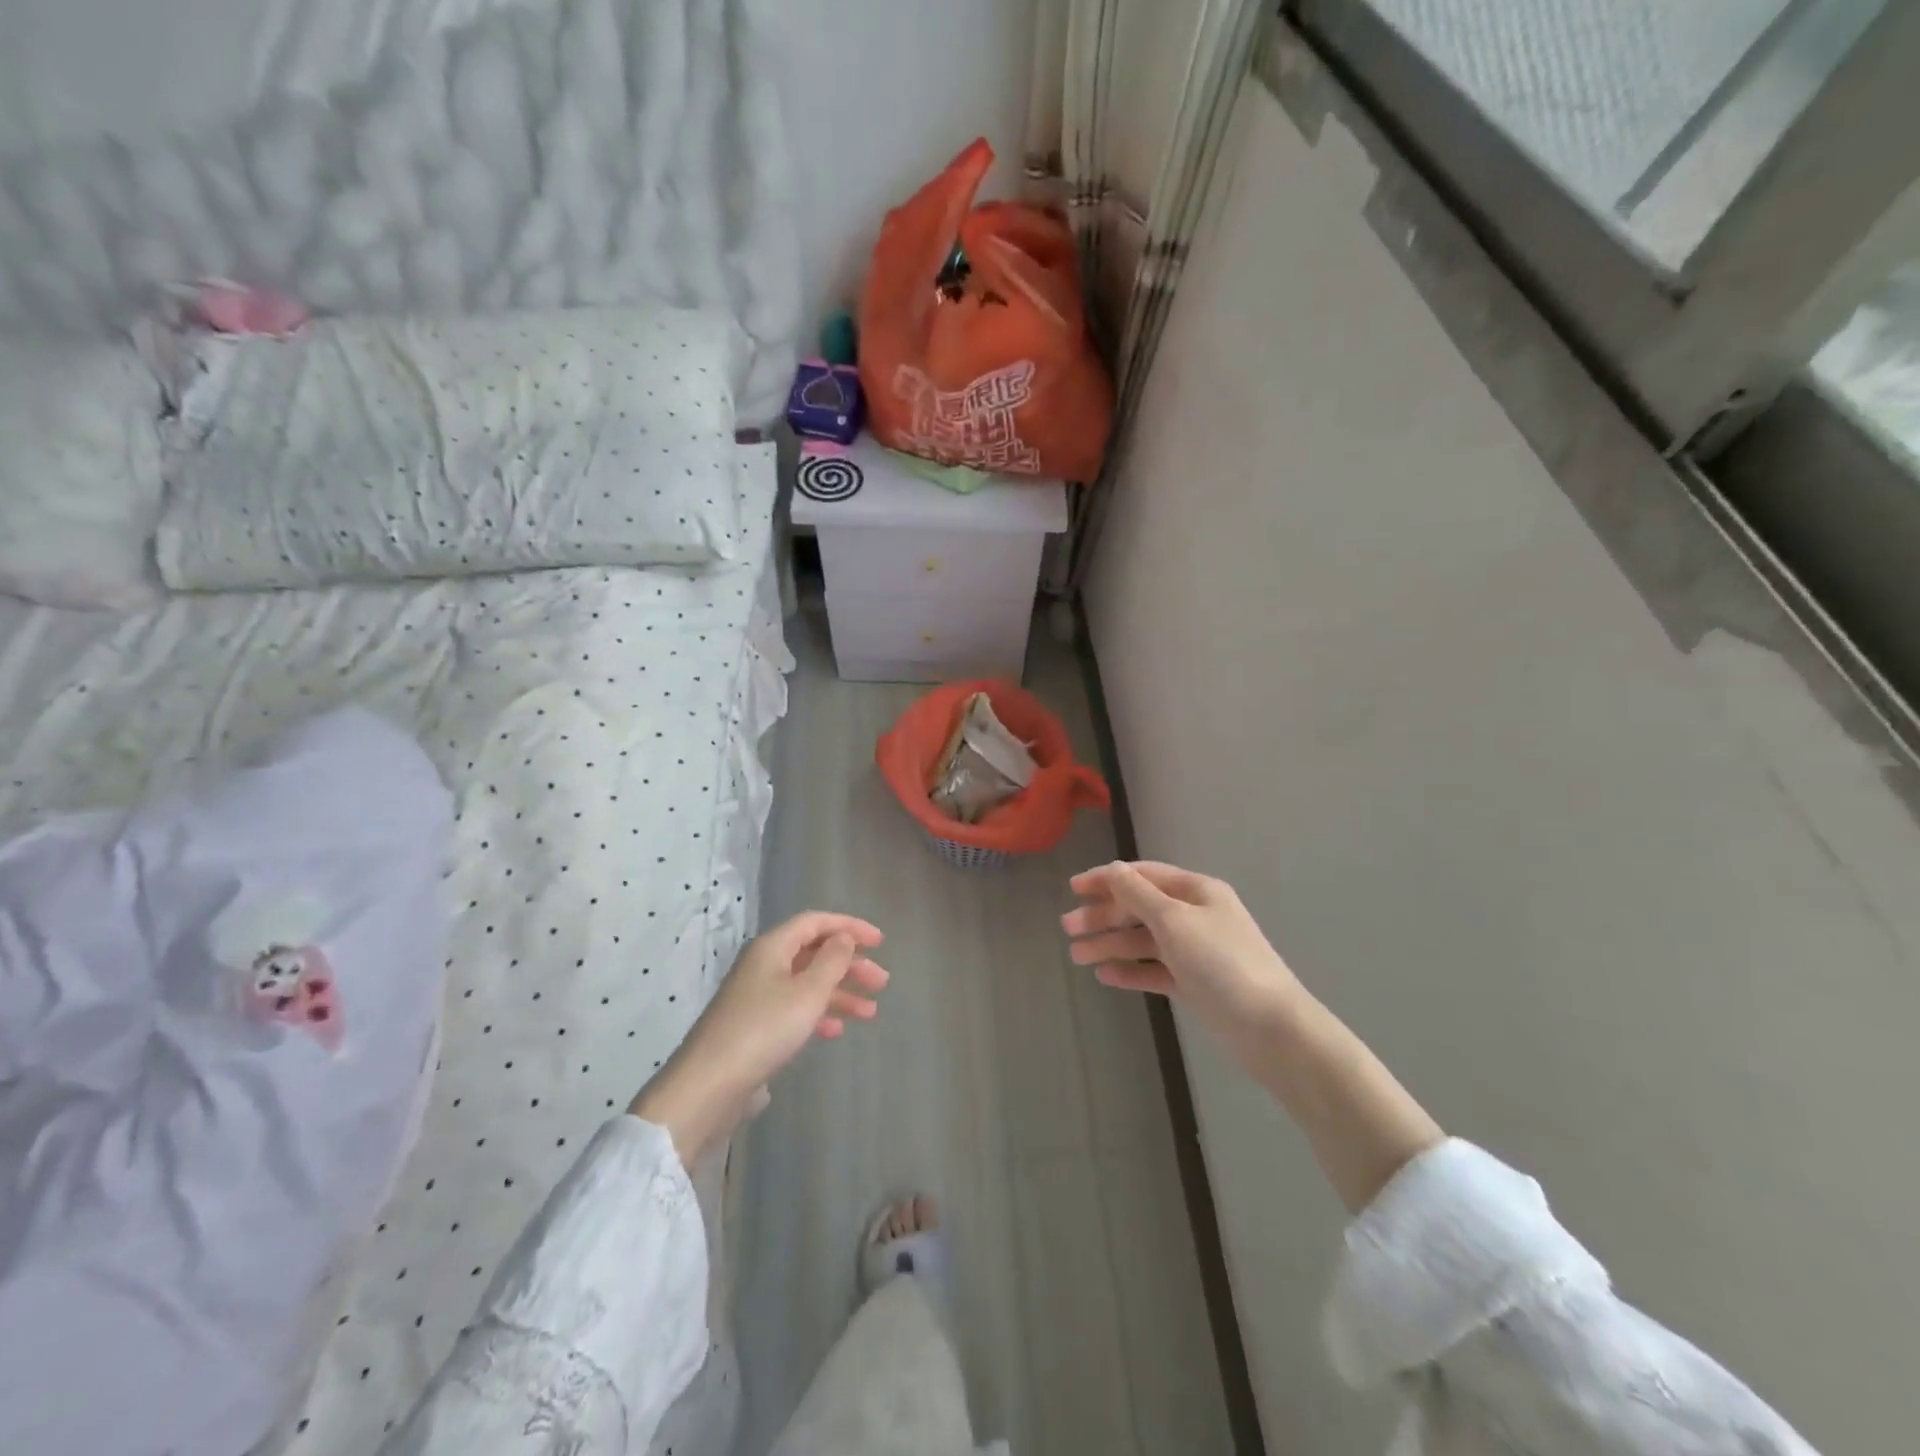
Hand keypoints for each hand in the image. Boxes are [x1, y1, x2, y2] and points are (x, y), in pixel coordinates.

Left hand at [632, 912, 888, 1164]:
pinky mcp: (754, 1026)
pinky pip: (794, 1009)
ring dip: (840, 993)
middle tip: (881, 982)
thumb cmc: (764, 1029)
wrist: (709, 1085)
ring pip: (807, 983)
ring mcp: (757, 996)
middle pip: (814, 953)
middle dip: (850, 965)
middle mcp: (764, 965)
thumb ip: (832, 960)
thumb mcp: (808, 992)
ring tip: (870, 1013)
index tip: (880, 942)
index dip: (849, 927)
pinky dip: (818, 1014)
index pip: (816, 922)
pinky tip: (836, 1030)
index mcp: (772, 947)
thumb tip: (843, 937)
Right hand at [1063, 862, 1305, 1064]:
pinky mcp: (1195, 984)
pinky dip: (1130, 970)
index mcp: (1196, 891)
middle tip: (1067, 928)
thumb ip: (1138, 895)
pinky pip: (1154, 970)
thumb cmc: (1222, 964)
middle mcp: (1195, 916)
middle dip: (1103, 915)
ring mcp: (1195, 952)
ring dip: (1110, 944)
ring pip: (1143, 941)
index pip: (1143, 875)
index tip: (1073, 888)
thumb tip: (1113, 870)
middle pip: (1140, 908)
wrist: (1272, 1029)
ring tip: (1076, 956)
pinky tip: (1105, 975)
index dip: (1107, 878)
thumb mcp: (1175, 921)